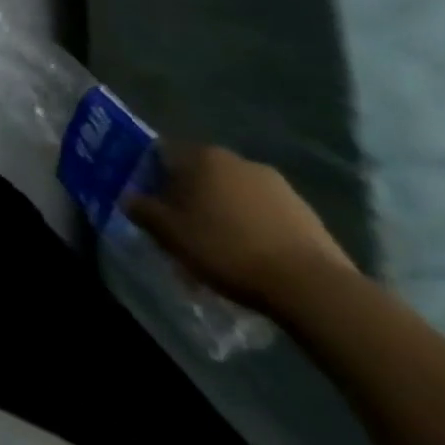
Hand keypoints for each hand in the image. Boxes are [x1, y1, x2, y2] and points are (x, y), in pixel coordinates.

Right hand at [126, 143, 355, 311]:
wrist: (314, 288)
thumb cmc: (229, 250)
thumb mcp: (171, 234)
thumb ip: (144, 211)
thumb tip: (130, 199)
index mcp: (202, 156)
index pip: (164, 155)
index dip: (153, 179)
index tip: (154, 207)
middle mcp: (237, 160)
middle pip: (201, 175)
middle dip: (190, 199)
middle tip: (185, 232)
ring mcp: (277, 186)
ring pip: (235, 196)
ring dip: (224, 215)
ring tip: (222, 251)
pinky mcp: (306, 213)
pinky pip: (265, 215)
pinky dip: (254, 229)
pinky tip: (254, 259)